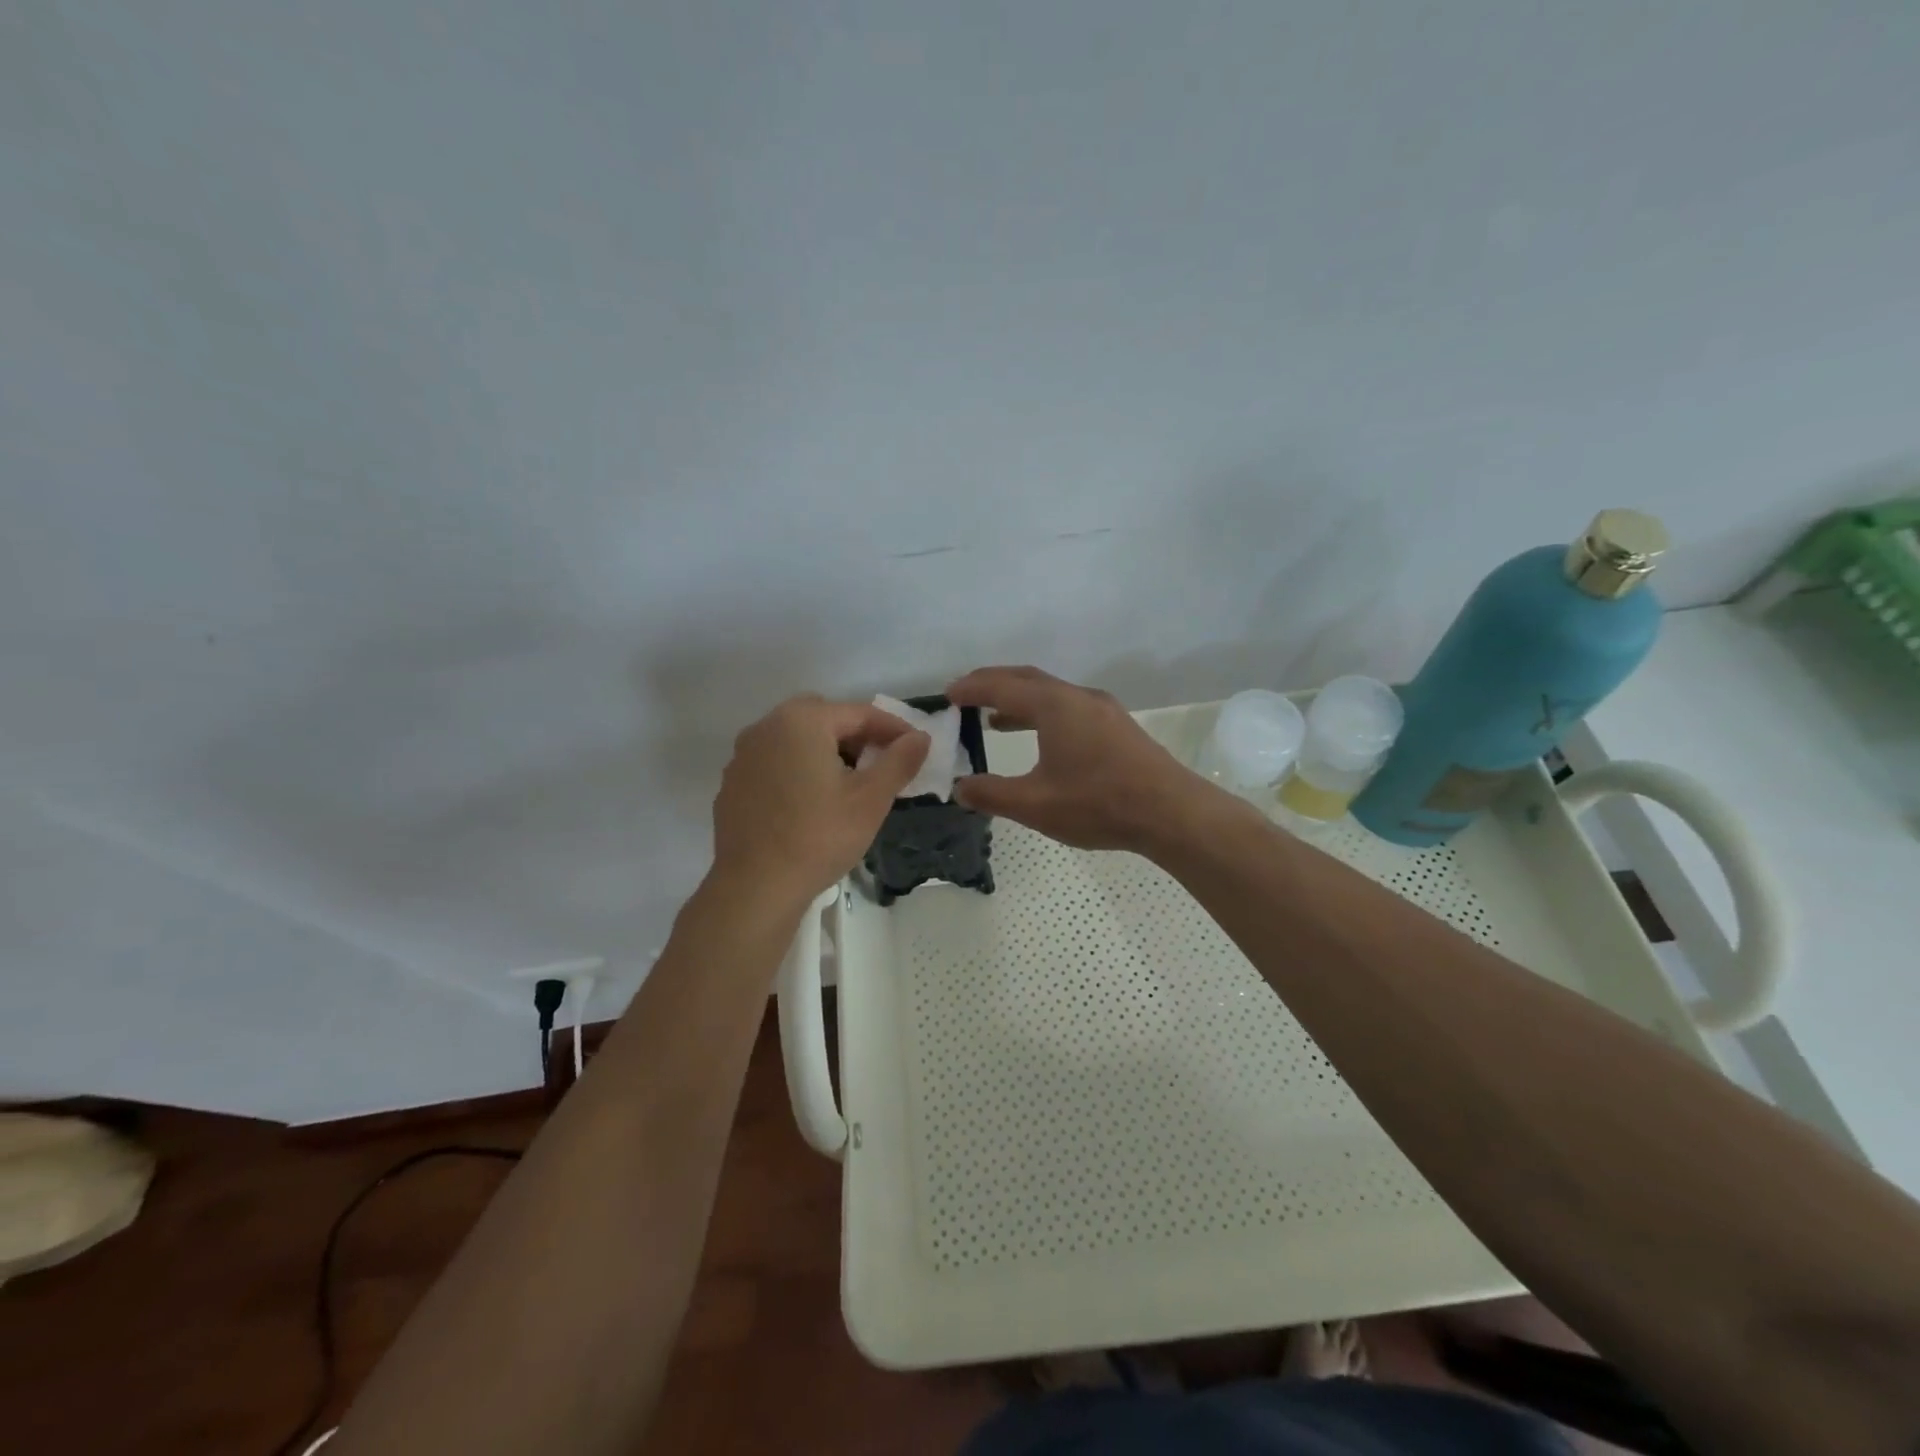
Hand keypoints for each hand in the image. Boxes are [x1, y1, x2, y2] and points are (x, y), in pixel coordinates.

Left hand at [710, 696, 929, 908]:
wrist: (755, 887)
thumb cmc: (820, 837)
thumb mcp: (871, 799)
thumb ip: (900, 761)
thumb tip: (921, 737)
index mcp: (802, 721)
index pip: (859, 713)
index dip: (893, 728)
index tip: (917, 746)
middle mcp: (767, 727)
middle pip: (823, 718)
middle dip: (856, 735)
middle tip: (879, 763)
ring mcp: (744, 755)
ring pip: (795, 738)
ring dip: (825, 750)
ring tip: (847, 784)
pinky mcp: (732, 783)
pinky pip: (774, 762)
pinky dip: (797, 769)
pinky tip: (810, 803)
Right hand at [946, 666, 1209, 852]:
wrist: (1171, 812)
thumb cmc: (1098, 804)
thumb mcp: (1036, 804)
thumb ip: (992, 794)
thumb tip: (960, 788)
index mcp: (1054, 706)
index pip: (1002, 686)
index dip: (971, 688)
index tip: (947, 694)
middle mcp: (1078, 697)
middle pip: (1027, 679)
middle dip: (994, 684)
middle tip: (966, 695)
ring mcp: (1102, 710)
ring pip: (1051, 694)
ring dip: (1020, 701)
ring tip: (994, 720)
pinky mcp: (1117, 727)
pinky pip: (1069, 708)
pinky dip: (1043, 714)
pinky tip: (1040, 740)